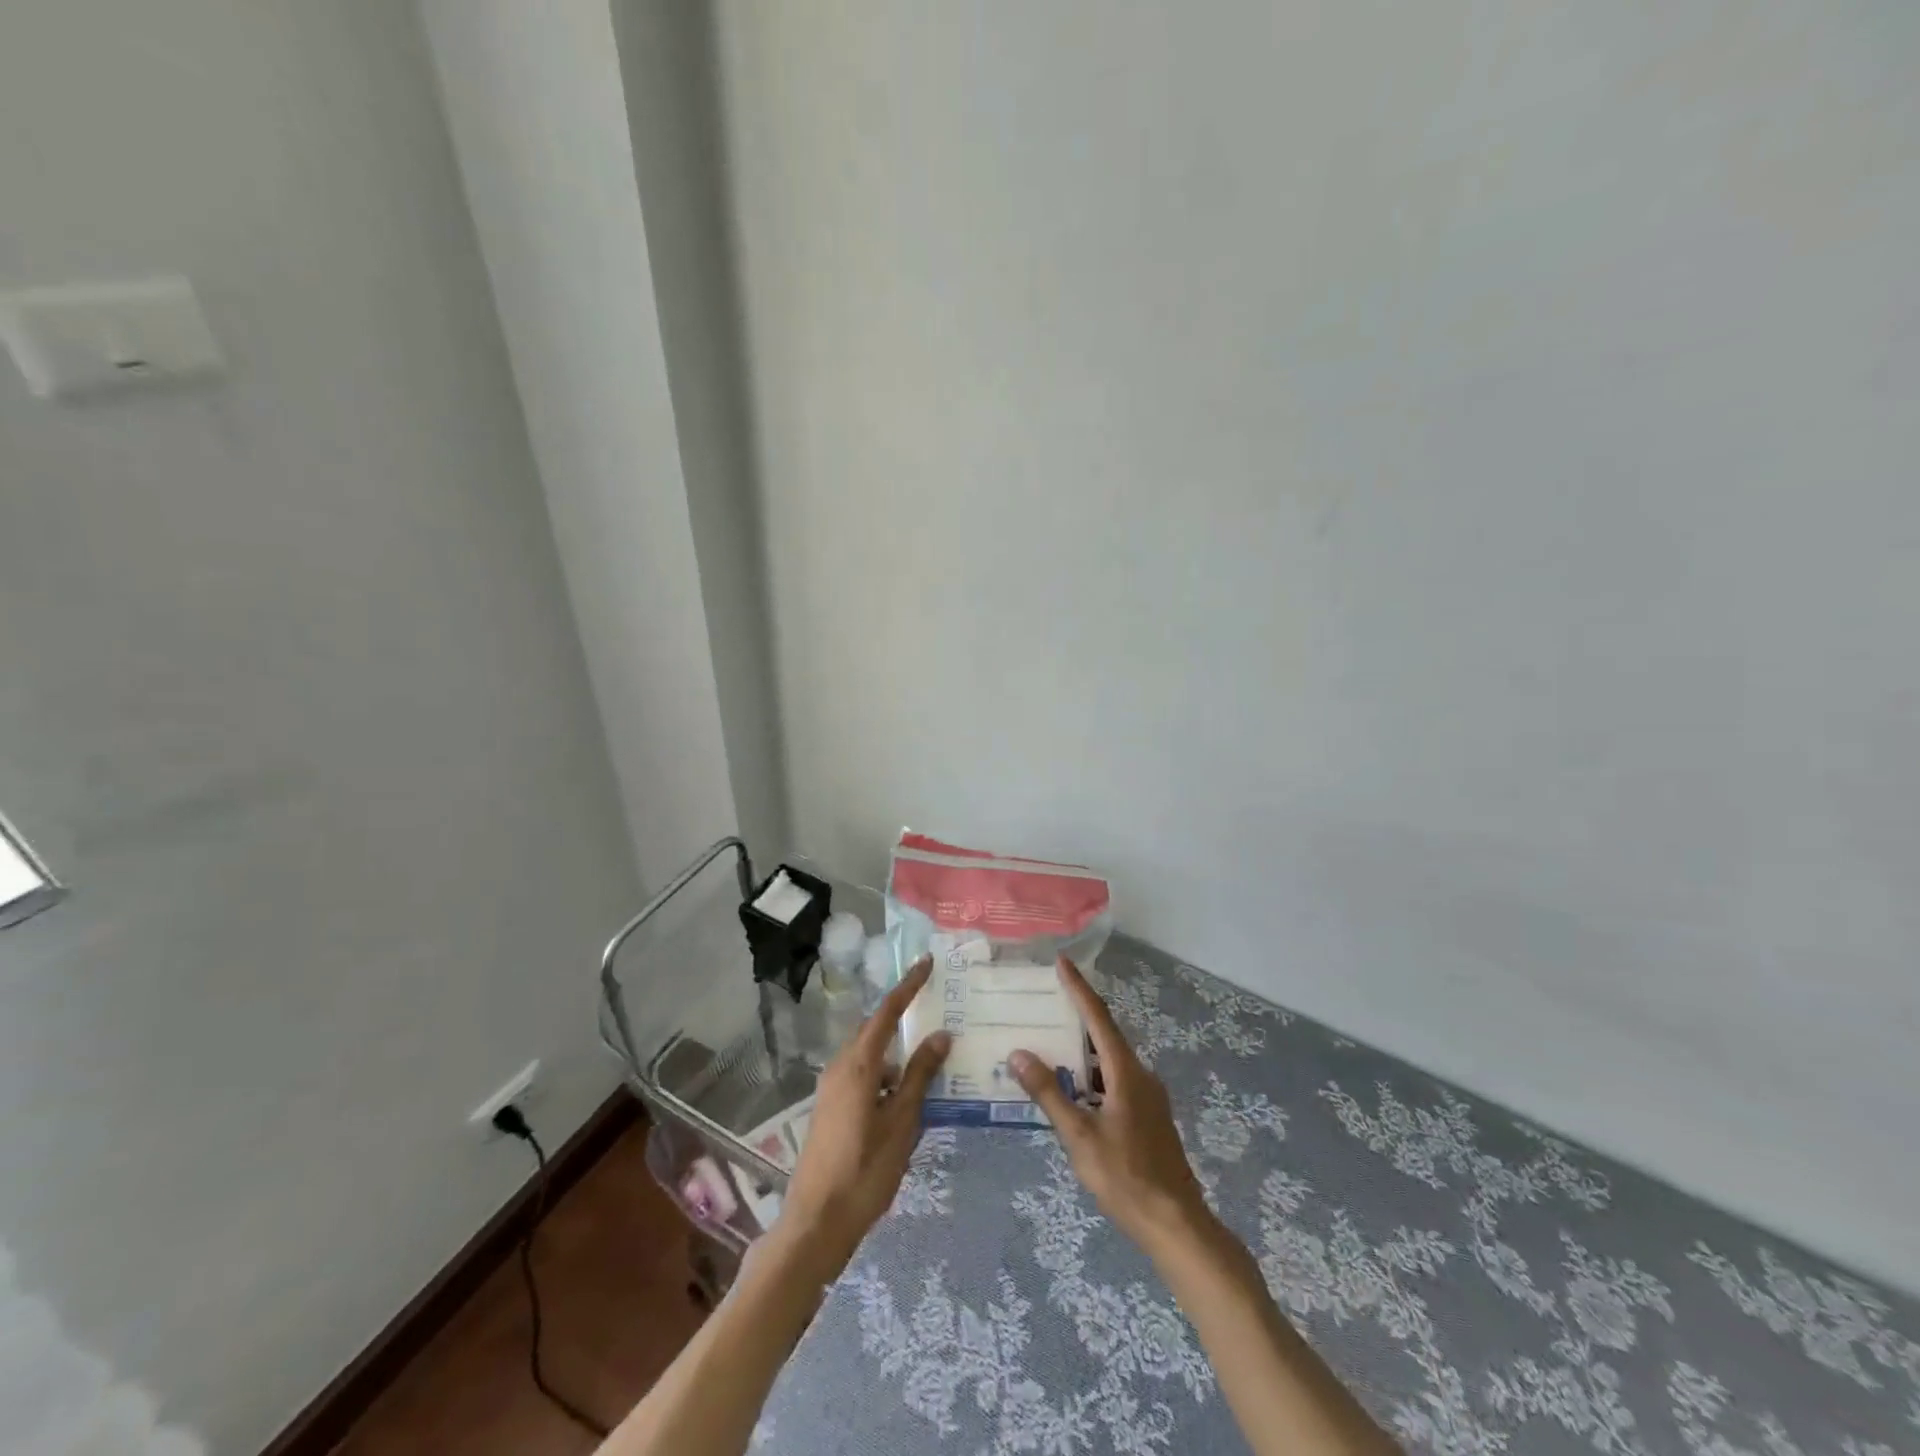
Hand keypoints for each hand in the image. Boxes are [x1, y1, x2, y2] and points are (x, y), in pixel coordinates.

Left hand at [782, 955, 949, 1271]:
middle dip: (904, 1018)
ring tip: (931, 1064)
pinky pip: (864, 1077)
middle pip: (876, 1031)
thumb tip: (940, 1035)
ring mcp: (832, 1088)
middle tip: (936, 1010)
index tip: (927, 962)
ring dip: (898, 1055)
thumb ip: (920, 1076)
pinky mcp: (831, 1108)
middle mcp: (841, 1067)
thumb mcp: (902, 1123)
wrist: (815, 1224)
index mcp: (858, 1065)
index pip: (887, 1012)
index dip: (908, 985)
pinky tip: (907, 1098)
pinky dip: (887, 1077)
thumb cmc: (864, 1171)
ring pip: (871, 1057)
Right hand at [1010, 956, 1211, 1252]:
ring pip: (1109, 1061)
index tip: (1062, 961)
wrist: (1176, 1224)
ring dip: (1082, 1051)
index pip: (1098, 1018)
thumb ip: (1049, 1094)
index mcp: (1126, 1073)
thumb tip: (1019, 1054)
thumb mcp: (1080, 1137)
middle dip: (1077, 1016)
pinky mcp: (1148, 1117)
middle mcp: (1140, 1075)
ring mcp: (1147, 1097)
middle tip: (1045, 1002)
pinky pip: (1115, 1081)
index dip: (1079, 989)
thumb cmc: (1126, 1178)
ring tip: (1050, 1044)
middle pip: (1105, 1035)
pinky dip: (1091, 1075)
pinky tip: (1072, 1091)